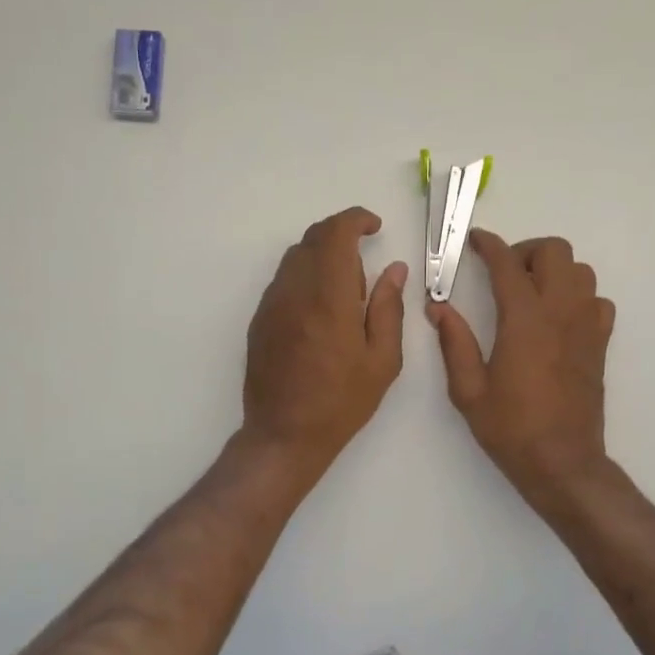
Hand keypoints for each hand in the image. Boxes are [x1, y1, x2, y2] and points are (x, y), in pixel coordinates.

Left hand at [242, 207, 407, 475]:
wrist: (284, 434)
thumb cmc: (341, 402)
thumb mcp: (382, 360)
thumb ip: (389, 308)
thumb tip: (395, 270)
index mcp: (329, 297)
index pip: (335, 233)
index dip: (356, 219)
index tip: (374, 227)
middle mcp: (294, 291)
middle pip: (313, 239)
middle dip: (340, 235)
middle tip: (365, 260)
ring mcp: (271, 304)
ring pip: (295, 258)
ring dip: (322, 257)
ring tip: (345, 292)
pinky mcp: (259, 320)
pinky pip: (283, 281)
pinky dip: (305, 277)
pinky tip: (321, 310)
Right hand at [427, 230, 614, 503]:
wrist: (562, 461)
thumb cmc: (511, 428)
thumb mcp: (468, 390)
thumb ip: (454, 343)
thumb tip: (438, 308)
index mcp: (524, 320)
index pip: (507, 264)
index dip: (489, 245)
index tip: (475, 241)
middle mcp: (561, 312)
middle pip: (555, 251)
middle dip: (526, 251)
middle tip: (504, 274)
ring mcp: (586, 326)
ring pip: (580, 270)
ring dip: (554, 271)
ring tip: (530, 294)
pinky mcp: (600, 343)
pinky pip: (596, 300)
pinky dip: (577, 296)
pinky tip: (557, 319)